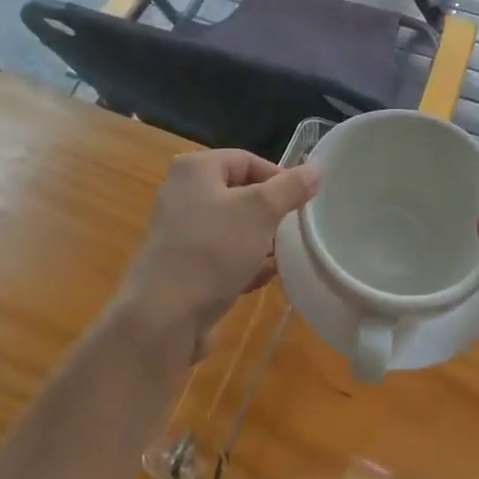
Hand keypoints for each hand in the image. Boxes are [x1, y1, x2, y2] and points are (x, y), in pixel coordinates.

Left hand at [117, 151, 318, 359]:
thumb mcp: (261, 211)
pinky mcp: (180, 267)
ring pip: (231, 227)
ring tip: (284, 255)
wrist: (163, 318)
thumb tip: (315, 170)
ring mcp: (178, 232)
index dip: (279, 178)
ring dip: (259, 240)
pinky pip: (219, 256)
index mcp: (195, 169)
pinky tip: (264, 278)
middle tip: (294, 229)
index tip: (302, 203)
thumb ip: (290, 188)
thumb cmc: (213, 250)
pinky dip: (242, 263)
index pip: (247, 160)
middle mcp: (181, 194)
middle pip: (238, 193)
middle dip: (269, 212)